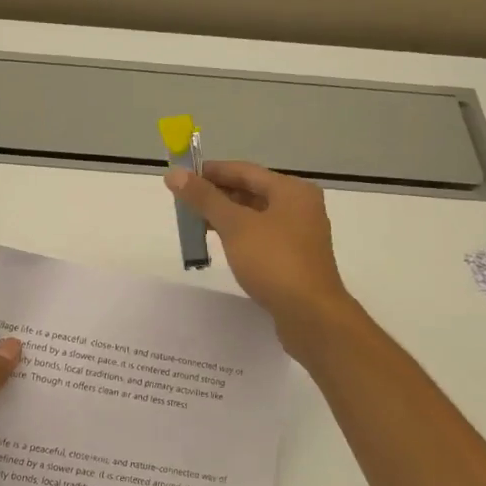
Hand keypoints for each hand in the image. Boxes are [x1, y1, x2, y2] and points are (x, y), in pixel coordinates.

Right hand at [165, 161, 355, 349]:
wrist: (310, 315)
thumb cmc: (274, 262)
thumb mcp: (235, 226)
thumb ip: (204, 198)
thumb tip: (174, 174)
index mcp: (292, 190)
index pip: (244, 171)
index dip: (211, 171)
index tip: (182, 176)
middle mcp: (300, 206)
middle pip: (251, 191)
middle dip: (217, 194)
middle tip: (184, 201)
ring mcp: (300, 234)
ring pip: (256, 215)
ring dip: (227, 216)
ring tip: (196, 222)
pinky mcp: (295, 258)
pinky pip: (262, 236)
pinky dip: (240, 235)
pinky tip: (221, 244)